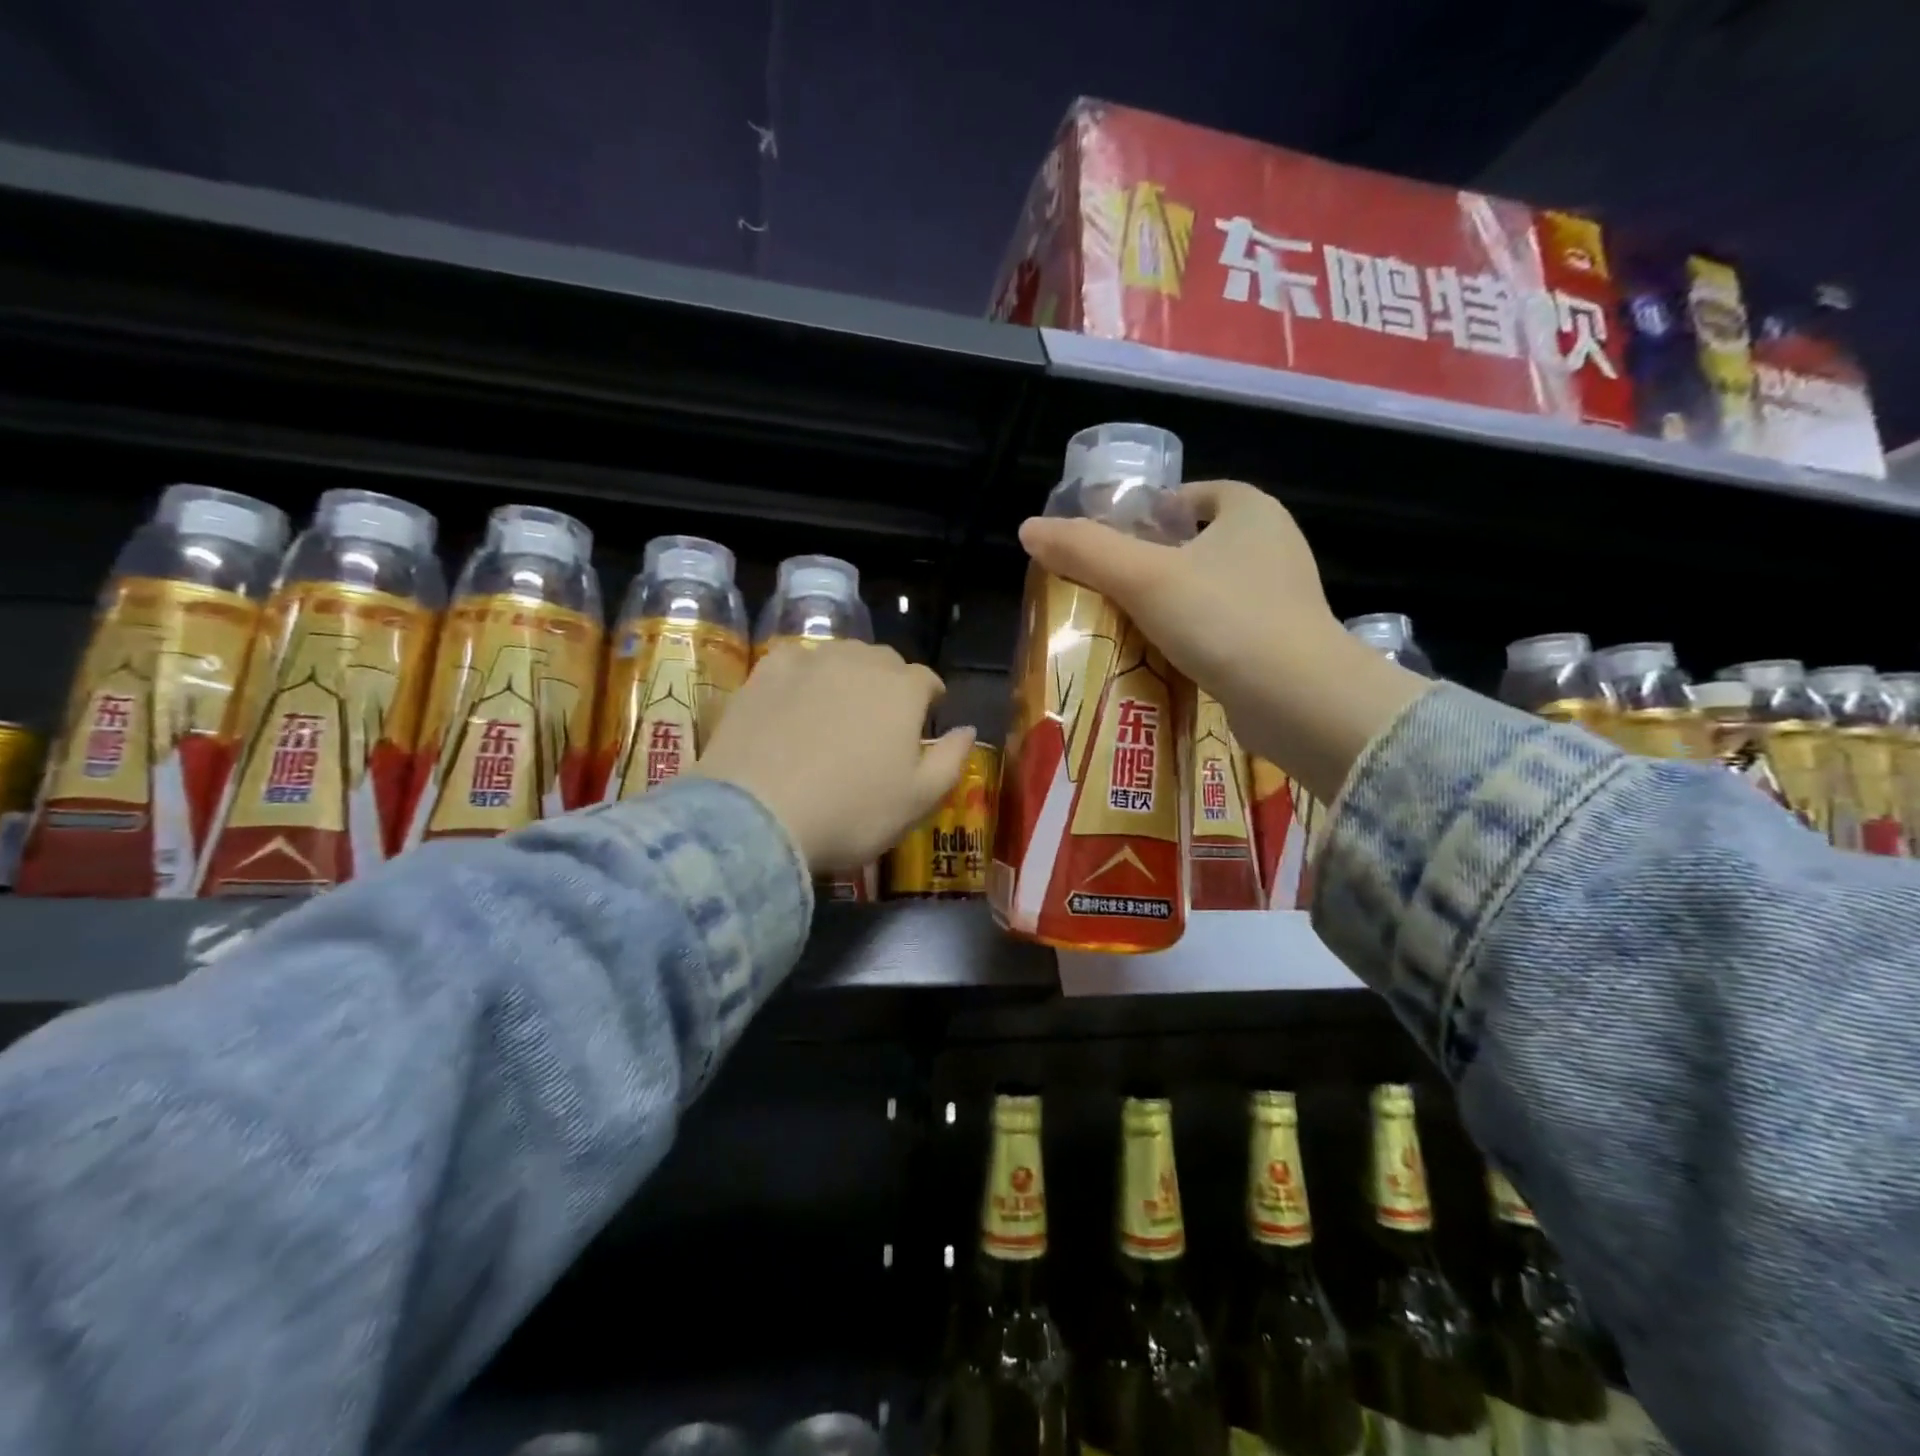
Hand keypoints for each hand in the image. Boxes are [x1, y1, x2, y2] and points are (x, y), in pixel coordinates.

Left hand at [689, 639, 974, 875]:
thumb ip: (952, 760)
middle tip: (881, 722)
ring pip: (842, 656)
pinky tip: (796, 700)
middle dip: (891, 684)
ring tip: (839, 709)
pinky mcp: (766, 672)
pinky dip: (804, 675)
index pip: (928, 681)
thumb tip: (967, 730)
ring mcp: (810, 662)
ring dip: (850, 675)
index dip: (930, 701)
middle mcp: (860, 662)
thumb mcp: (919, 800)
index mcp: (903, 690)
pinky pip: (796, 661)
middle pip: (885, 662)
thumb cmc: (851, 813)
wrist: (758, 816)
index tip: (925, 722)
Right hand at [1018, 480, 1428, 802]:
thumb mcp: (1142, 578)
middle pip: (1197, 544)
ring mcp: (1282, 597)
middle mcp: (1274, 546)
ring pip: (1210, 589)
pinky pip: (1224, 628)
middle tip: (1108, 589)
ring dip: (1172, 605)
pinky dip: (1195, 638)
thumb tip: (1028, 530)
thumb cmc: (1223, 620)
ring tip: (1125, 627)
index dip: (1150, 512)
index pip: (1193, 495)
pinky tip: (1163, 660)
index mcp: (1251, 511)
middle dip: (1154, 564)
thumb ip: (1084, 551)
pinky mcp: (1282, 643)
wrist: (1298, 700)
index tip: (1114, 544)